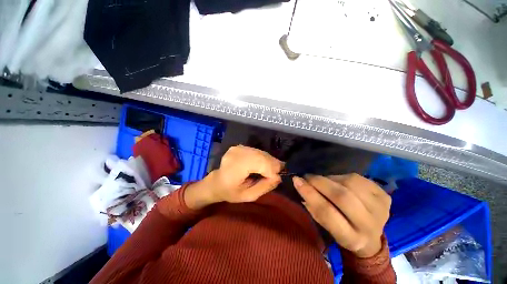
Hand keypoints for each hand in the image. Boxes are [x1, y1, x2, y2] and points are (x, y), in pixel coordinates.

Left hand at [184, 145, 282, 208]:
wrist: (217, 181)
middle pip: (261, 156)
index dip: (270, 169)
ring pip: (260, 152)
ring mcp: (237, 148)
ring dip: (268, 160)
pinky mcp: (240, 146)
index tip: (277, 177)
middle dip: (272, 164)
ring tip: (272, 169)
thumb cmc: (231, 192)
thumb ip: (264, 187)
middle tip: (278, 173)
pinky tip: (263, 165)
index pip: (258, 163)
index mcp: (234, 169)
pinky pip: (257, 151)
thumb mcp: (248, 196)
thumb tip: (278, 177)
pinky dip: (263, 157)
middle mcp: (235, 154)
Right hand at [292, 173, 390, 257]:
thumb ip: (313, 207)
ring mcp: (382, 209)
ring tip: (324, 181)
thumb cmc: (343, 232)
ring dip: (332, 179)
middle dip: (320, 182)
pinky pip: (359, 178)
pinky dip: (344, 177)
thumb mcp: (326, 227)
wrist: (371, 238)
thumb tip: (300, 184)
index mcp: (351, 238)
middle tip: (308, 176)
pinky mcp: (385, 197)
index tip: (296, 180)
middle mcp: (369, 225)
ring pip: (351, 184)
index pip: (327, 212)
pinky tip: (339, 181)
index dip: (310, 193)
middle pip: (342, 196)